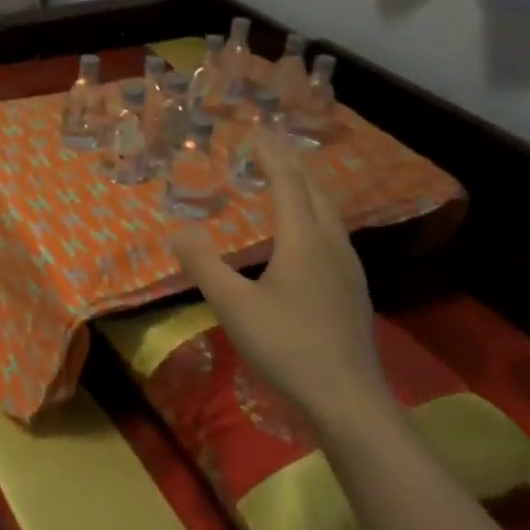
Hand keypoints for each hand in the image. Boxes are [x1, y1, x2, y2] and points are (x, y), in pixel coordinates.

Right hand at [170, 130, 385, 422]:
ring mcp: (348, 267)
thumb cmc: (286, 346)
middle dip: (292, 164)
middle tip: (270, 146)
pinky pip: (333, 233)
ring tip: (286, 180)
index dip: (271, 155)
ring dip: (306, 189)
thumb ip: (204, 265)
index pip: (287, 184)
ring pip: (328, 213)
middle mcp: (332, 245)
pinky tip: (306, 234)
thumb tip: (177, 230)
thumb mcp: (233, 306)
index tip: (256, 131)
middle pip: (314, 191)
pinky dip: (314, 215)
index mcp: (304, 240)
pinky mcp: (352, 289)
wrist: (346, 397)